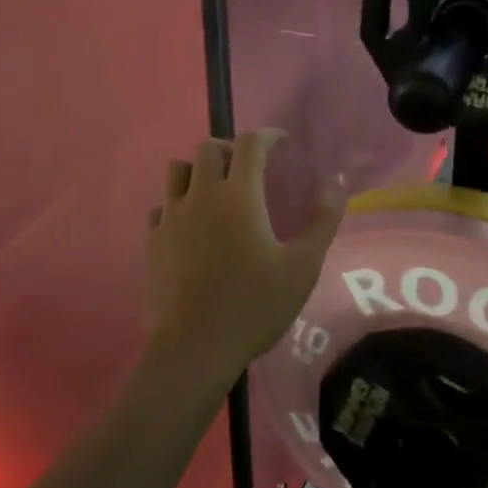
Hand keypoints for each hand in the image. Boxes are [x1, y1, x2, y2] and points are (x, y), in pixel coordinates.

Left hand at [144, 131, 344, 384]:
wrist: (193, 351)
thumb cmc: (253, 306)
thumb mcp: (302, 267)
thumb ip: (323, 220)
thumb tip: (335, 181)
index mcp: (239, 195)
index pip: (251, 143)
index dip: (269, 136)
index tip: (283, 145)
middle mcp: (201, 195)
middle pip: (210, 147)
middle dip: (232, 149)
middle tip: (250, 170)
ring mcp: (172, 216)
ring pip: (179, 169)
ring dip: (200, 170)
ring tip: (217, 191)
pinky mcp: (152, 240)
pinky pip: (162, 205)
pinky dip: (178, 203)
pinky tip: (192, 225)